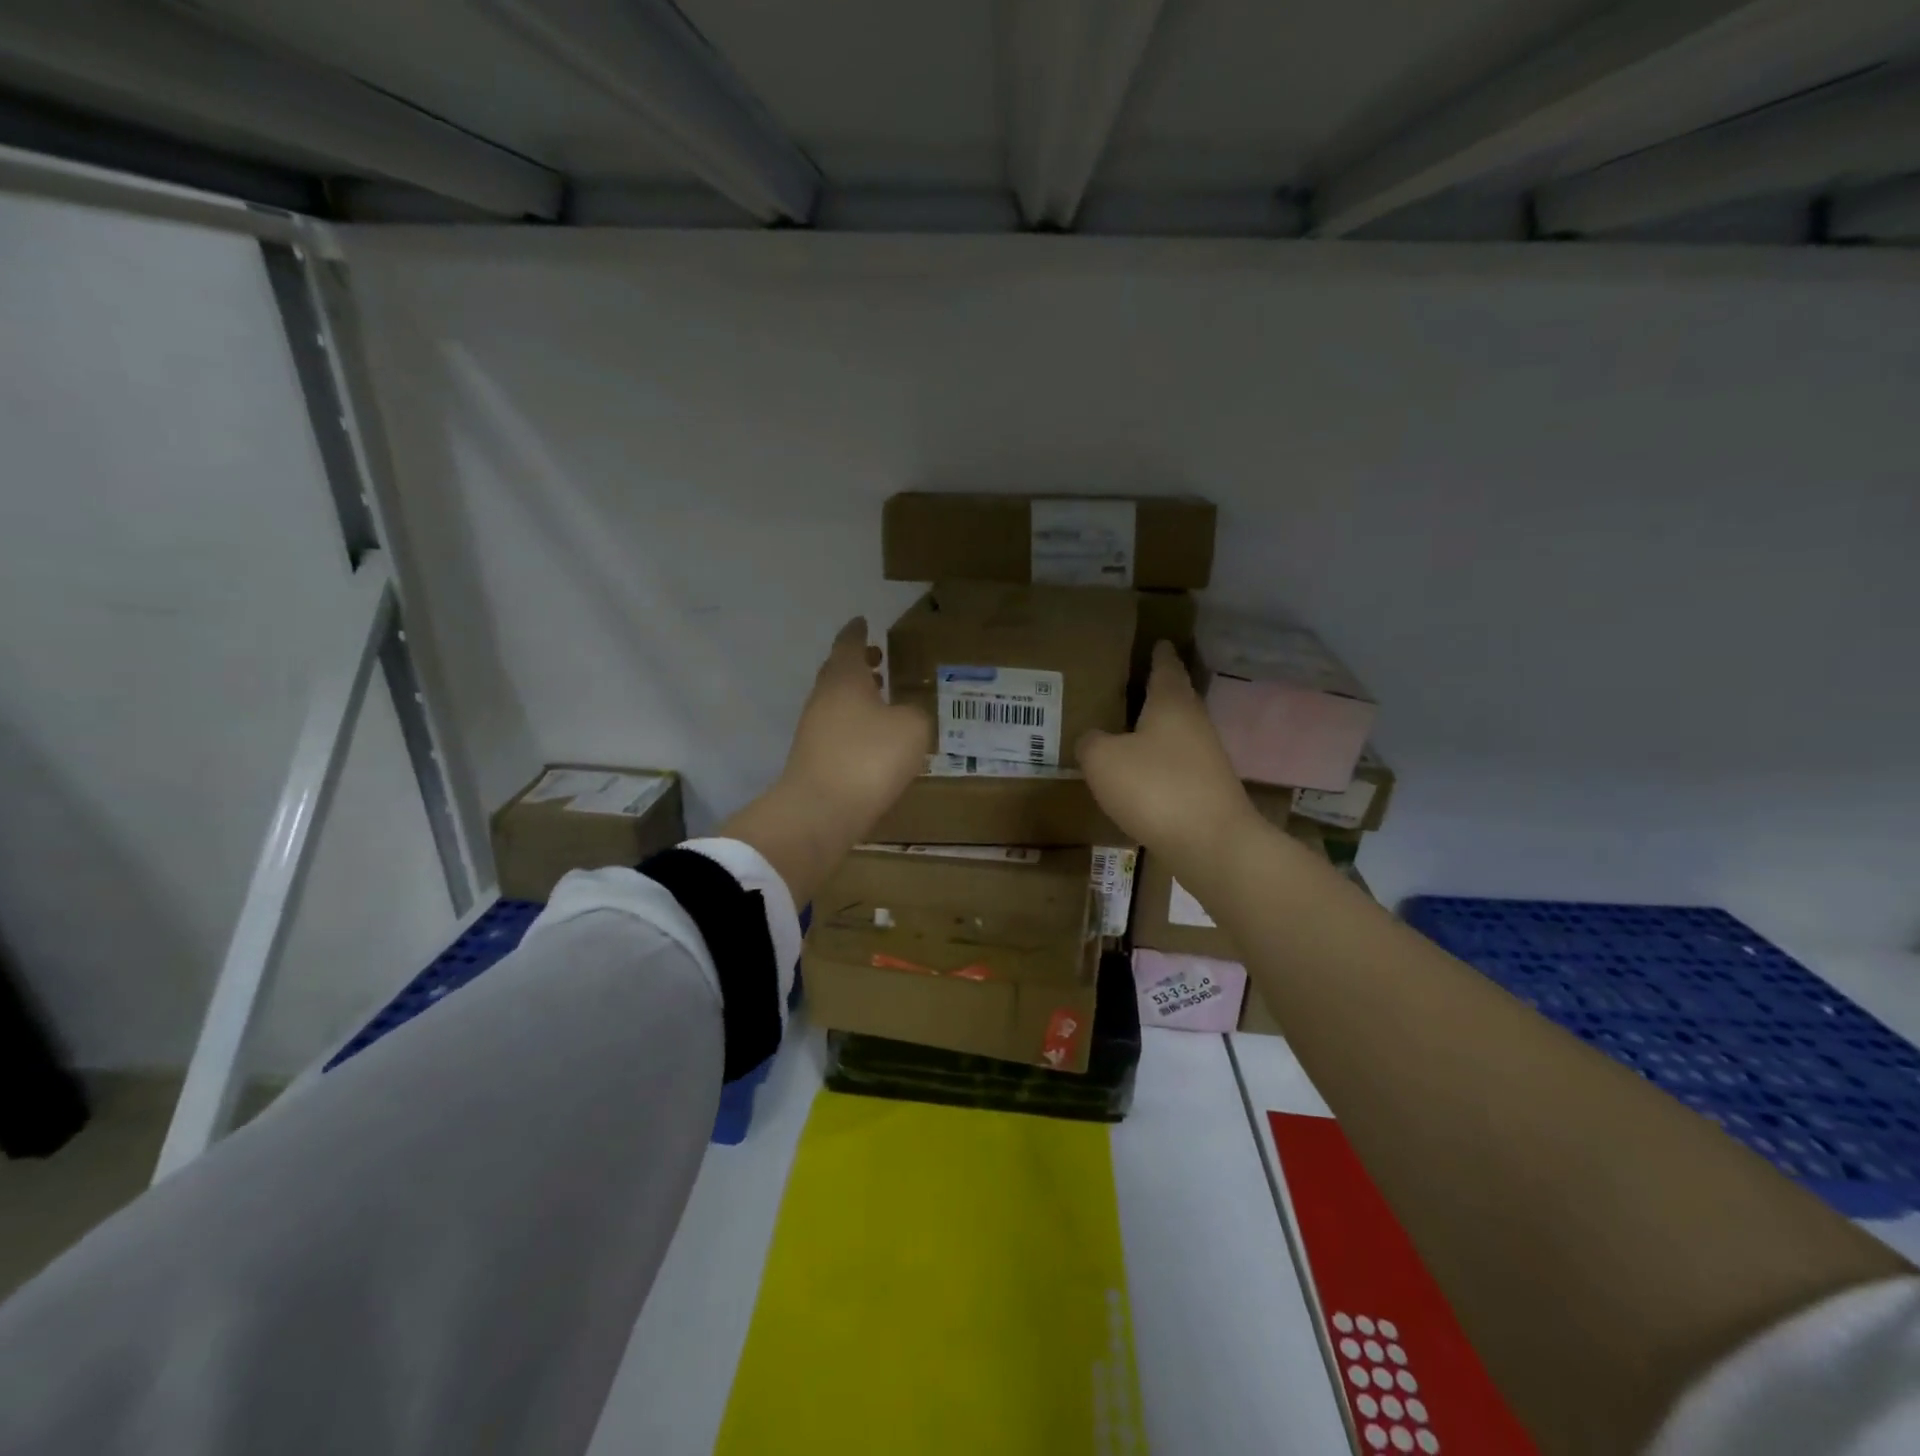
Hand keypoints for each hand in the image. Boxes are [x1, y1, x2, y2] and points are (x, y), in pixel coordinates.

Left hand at [776, 617, 930, 843]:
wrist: (821, 811)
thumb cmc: (869, 758)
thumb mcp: (912, 728)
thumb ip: (915, 713)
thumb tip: (905, 714)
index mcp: (844, 678)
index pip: (849, 644)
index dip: (858, 633)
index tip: (863, 622)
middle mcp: (823, 698)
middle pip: (838, 672)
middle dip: (858, 665)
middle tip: (879, 660)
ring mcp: (813, 730)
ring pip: (836, 702)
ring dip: (856, 696)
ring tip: (882, 699)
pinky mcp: (813, 759)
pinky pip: (836, 730)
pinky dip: (854, 724)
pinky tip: (873, 740)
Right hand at [1076, 641, 1260, 875]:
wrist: (1211, 844)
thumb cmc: (1155, 788)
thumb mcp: (1103, 760)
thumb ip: (1091, 742)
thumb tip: (1093, 739)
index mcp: (1172, 703)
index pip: (1165, 667)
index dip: (1157, 654)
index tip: (1157, 641)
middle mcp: (1194, 723)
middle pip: (1175, 698)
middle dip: (1156, 691)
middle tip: (1130, 684)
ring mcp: (1206, 758)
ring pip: (1176, 733)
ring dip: (1155, 730)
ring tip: (1126, 729)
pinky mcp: (1207, 790)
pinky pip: (1176, 765)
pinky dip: (1158, 763)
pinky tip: (1139, 775)